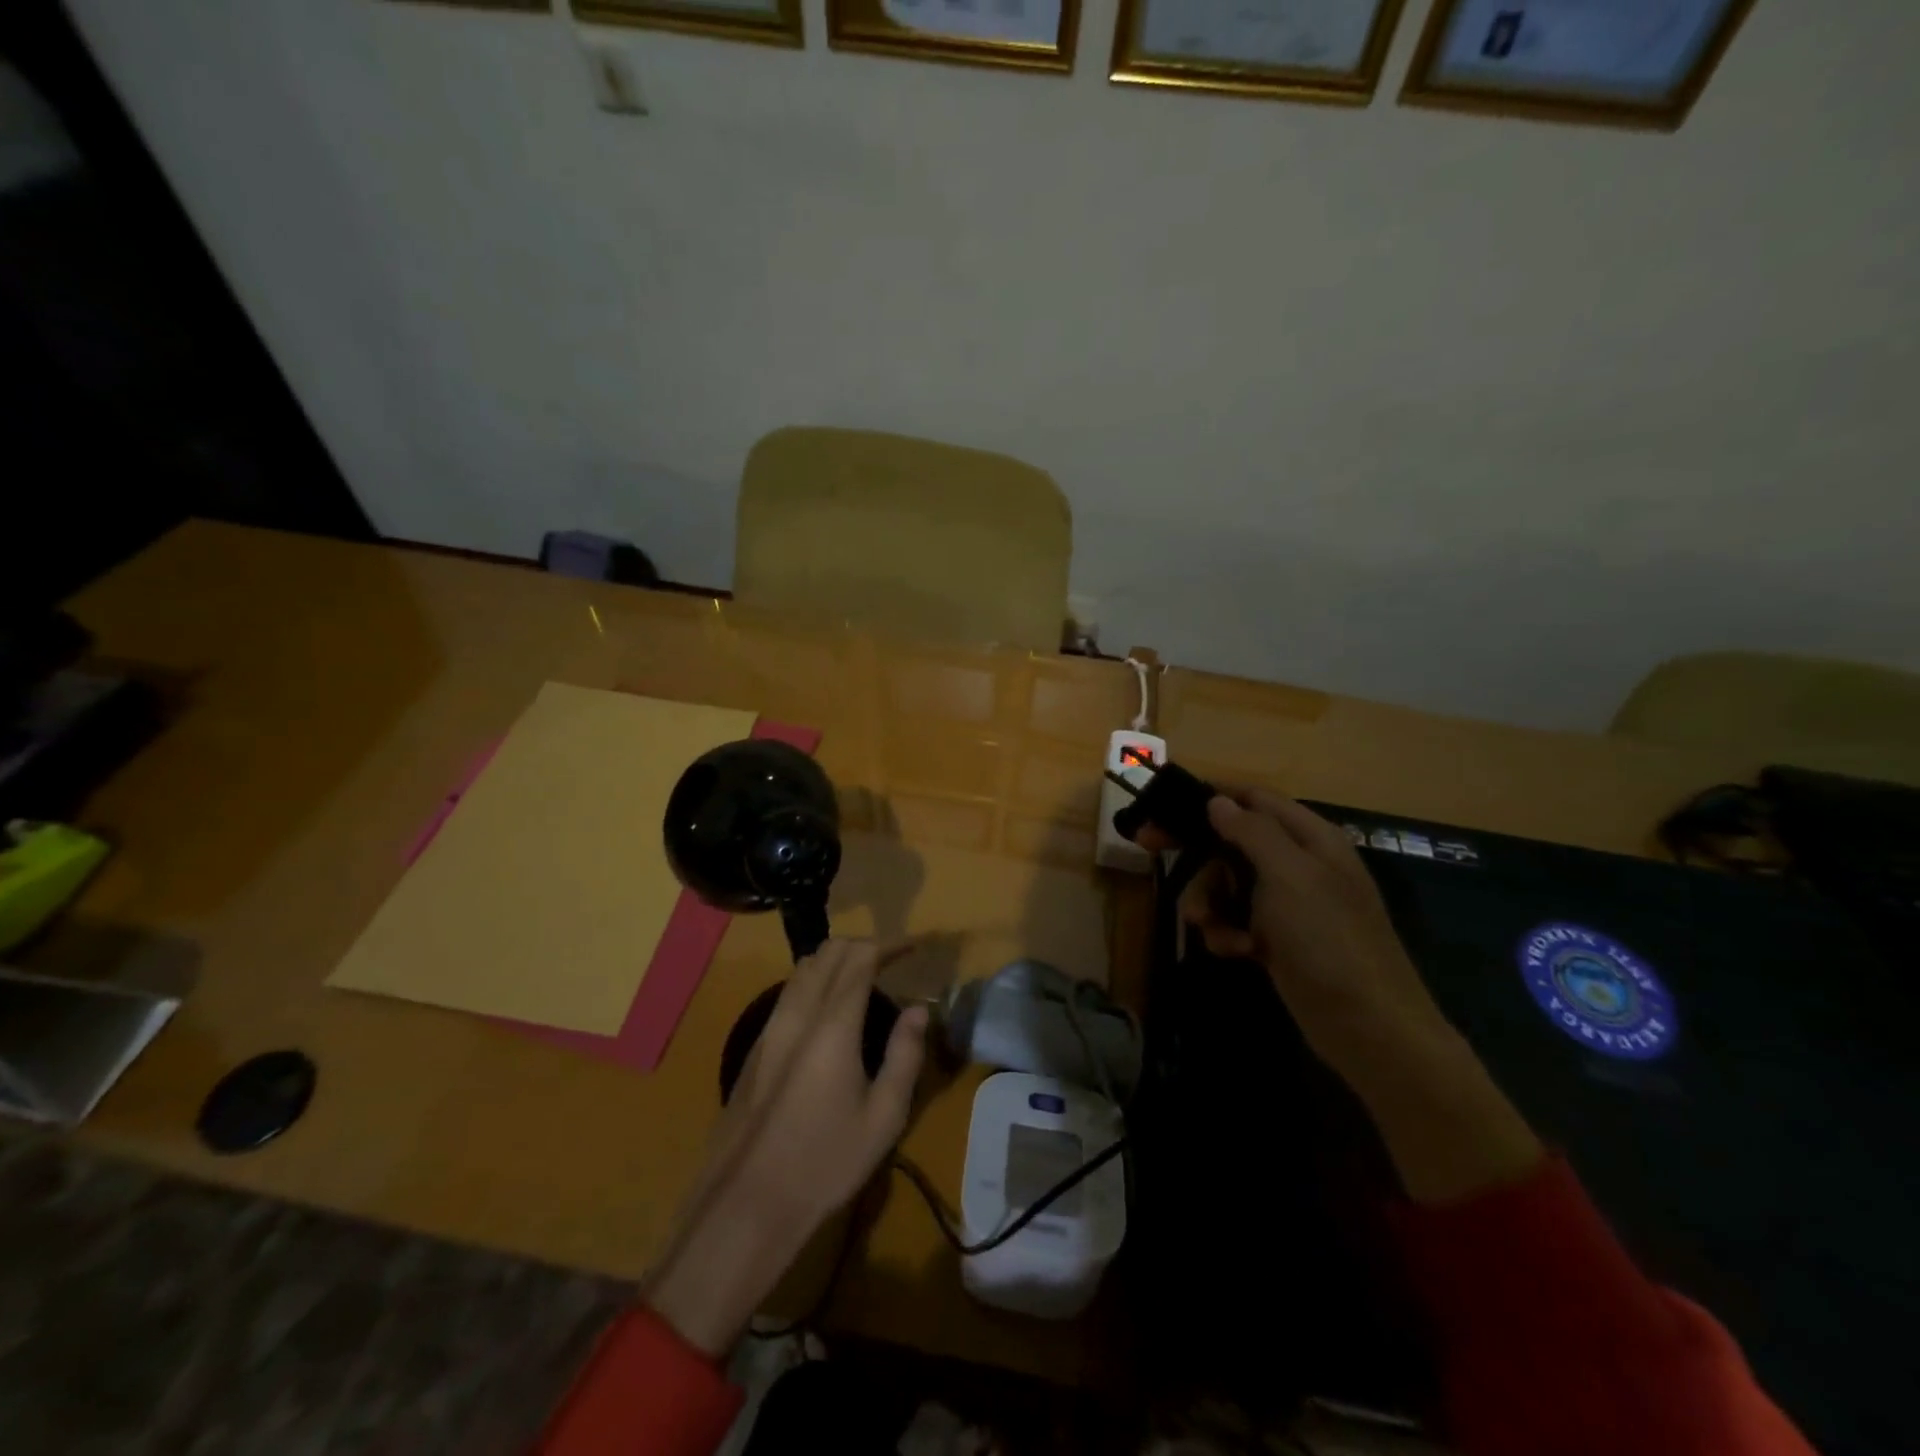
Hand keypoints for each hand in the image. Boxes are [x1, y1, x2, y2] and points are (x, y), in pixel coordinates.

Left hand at [644, 940, 927, 1352]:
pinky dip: (815, 981)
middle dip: (863, 946)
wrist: (745, 1204)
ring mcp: (769, 1028)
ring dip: (835, 960)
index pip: (859, 959)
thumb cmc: (824, 1163)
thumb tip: (918, 1010)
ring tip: (864, 980)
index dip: (889, 944)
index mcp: (832, 1026)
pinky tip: (829, 1012)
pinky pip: (788, 992)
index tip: (913, 947)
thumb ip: (904, 1055)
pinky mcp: (755, 1048)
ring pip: (803, 969)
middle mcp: (797, 1014)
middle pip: (827, 953)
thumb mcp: (883, 1118)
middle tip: (892, 962)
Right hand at [1181, 791, 1542, 1203]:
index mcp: (1310, 838)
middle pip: (1232, 841)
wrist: (1368, 1028)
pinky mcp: (1278, 939)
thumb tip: (1218, 801)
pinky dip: (1227, 931)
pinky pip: (1236, 920)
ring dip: (1209, 900)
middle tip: (1147, 845)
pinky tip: (1235, 950)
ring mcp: (1289, 904)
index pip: (1254, 798)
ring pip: (1227, 883)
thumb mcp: (1289, 875)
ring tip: (1204, 924)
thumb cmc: (1328, 939)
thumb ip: (1252, 832)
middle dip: (1197, 853)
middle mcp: (1299, 863)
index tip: (1164, 802)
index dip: (1210, 796)